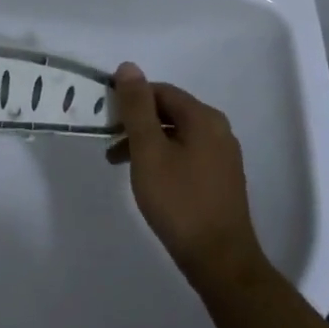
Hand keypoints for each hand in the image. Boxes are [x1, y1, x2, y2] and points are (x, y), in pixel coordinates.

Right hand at [109, 62, 269, 291]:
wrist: (220, 260)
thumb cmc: (179, 201)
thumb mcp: (149, 150)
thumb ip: (137, 107)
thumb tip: (128, 67)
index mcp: (204, 118)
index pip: (161, 91)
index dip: (130, 98)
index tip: (105, 116)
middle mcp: (219, 130)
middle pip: (169, 111)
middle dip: (136, 122)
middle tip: (108, 141)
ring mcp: (223, 156)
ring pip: (176, 135)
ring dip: (146, 142)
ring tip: (119, 164)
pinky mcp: (221, 180)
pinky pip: (186, 154)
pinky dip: (162, 158)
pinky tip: (148, 180)